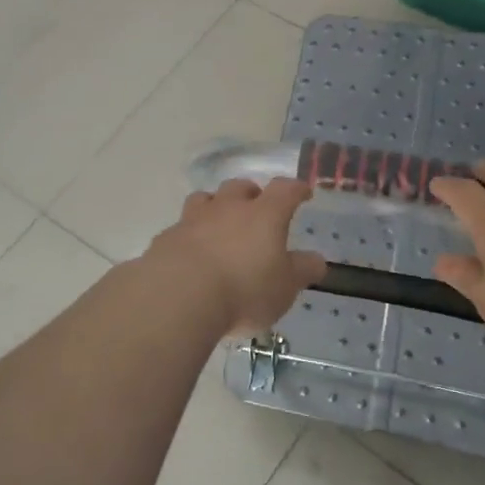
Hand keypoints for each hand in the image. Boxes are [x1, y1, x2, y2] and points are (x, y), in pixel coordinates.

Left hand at [145, 179, 326, 335]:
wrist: (179, 297)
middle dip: (251, 194)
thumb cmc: (244, 290)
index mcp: (264, 215)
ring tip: (220, 223)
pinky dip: (190, 235)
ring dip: (215, 206)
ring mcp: (193, 219)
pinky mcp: (167, 238)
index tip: (303, 192)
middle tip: (257, 208)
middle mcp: (228, 208)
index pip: (285, 190)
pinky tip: (192, 253)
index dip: (296, 189)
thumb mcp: (285, 287)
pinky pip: (182, 228)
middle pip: (240, 187)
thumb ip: (302, 271)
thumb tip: (317, 260)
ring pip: (205, 199)